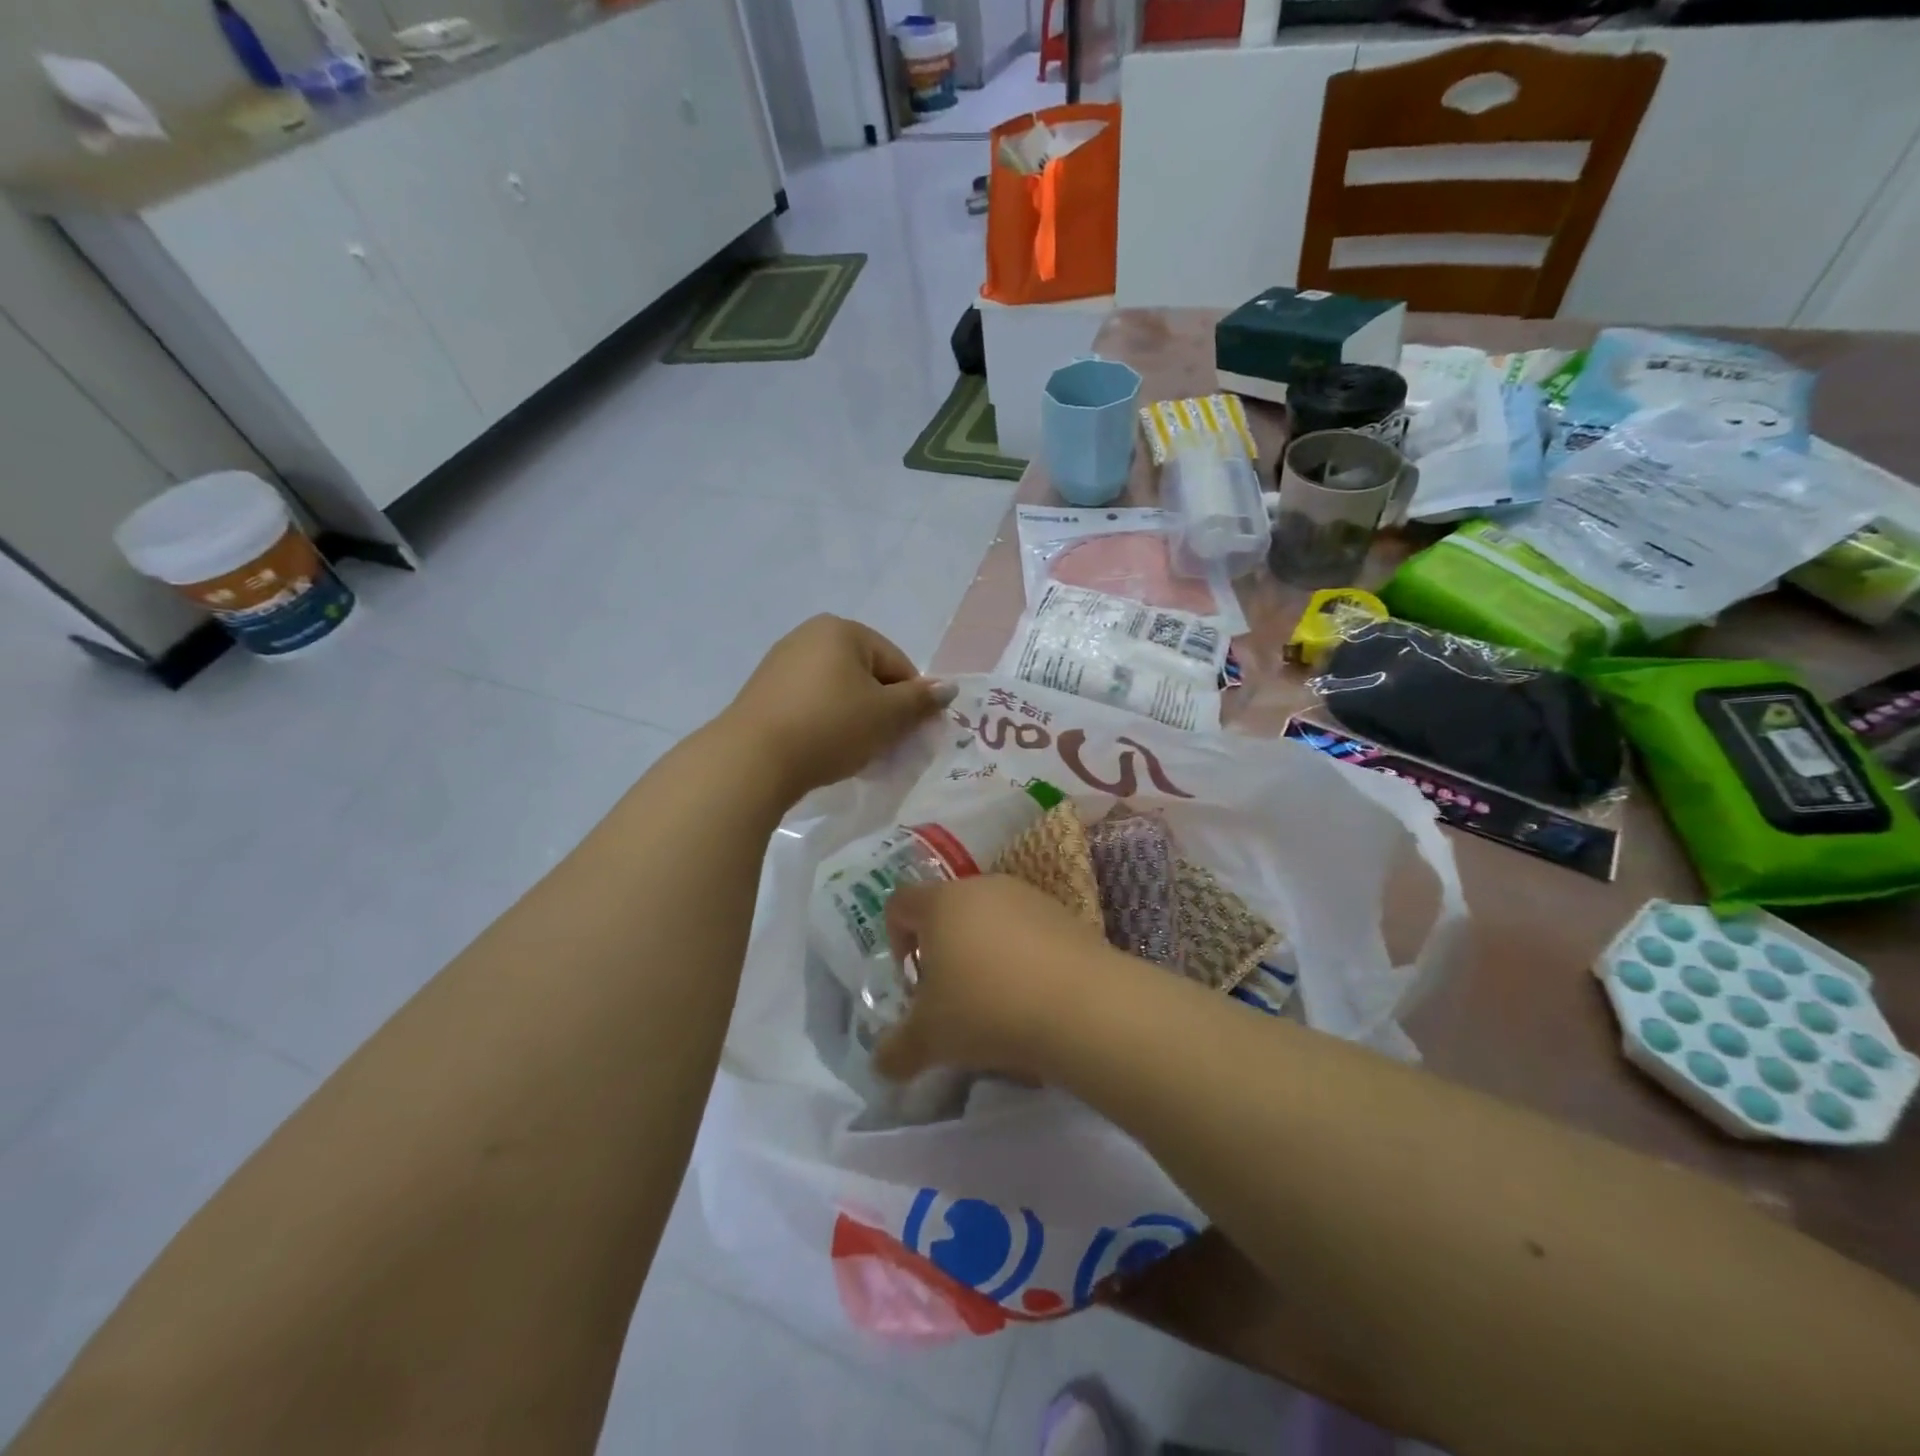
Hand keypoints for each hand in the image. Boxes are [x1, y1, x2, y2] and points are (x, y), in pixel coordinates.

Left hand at [721, 616, 953, 799]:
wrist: (752, 759)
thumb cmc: (830, 727)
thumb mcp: (887, 716)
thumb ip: (921, 701)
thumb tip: (949, 688)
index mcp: (842, 630)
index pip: (898, 664)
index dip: (911, 702)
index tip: (909, 736)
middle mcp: (809, 635)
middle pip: (867, 676)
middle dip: (881, 711)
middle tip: (883, 748)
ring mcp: (781, 663)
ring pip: (839, 692)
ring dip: (855, 720)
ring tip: (853, 754)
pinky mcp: (763, 692)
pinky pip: (811, 704)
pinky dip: (825, 724)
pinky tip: (824, 750)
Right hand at [873, 875, 1112, 1083]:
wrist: (1081, 1005)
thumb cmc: (987, 1009)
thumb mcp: (930, 1039)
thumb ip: (897, 1051)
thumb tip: (881, 1065)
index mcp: (941, 902)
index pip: (900, 903)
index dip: (895, 939)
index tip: (911, 981)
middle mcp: (982, 887)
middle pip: (947, 911)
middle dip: (942, 951)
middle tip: (950, 997)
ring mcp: (1027, 896)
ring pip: (990, 920)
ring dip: (983, 954)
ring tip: (995, 1002)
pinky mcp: (1063, 914)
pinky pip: (1027, 932)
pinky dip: (1021, 958)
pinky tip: (1032, 998)